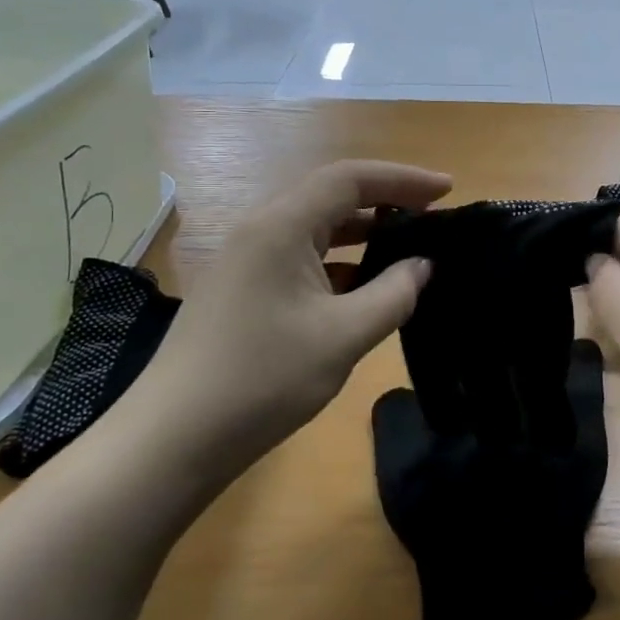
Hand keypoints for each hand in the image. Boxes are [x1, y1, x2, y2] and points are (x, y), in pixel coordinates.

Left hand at [118, 160, 450, 483]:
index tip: (447, 190)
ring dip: (363, 234)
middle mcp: (260, 230)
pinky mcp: (242, 290)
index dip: (403, 178)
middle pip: (331, 197)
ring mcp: (246, 261)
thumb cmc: (262, 380)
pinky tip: (366, 289)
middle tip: (433, 219)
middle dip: (386, 202)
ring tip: (409, 249)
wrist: (172, 440)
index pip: (350, 179)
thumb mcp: (343, 337)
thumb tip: (422, 266)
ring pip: (316, 230)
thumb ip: (393, 294)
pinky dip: (340, 263)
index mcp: (281, 227)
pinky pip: (300, 258)